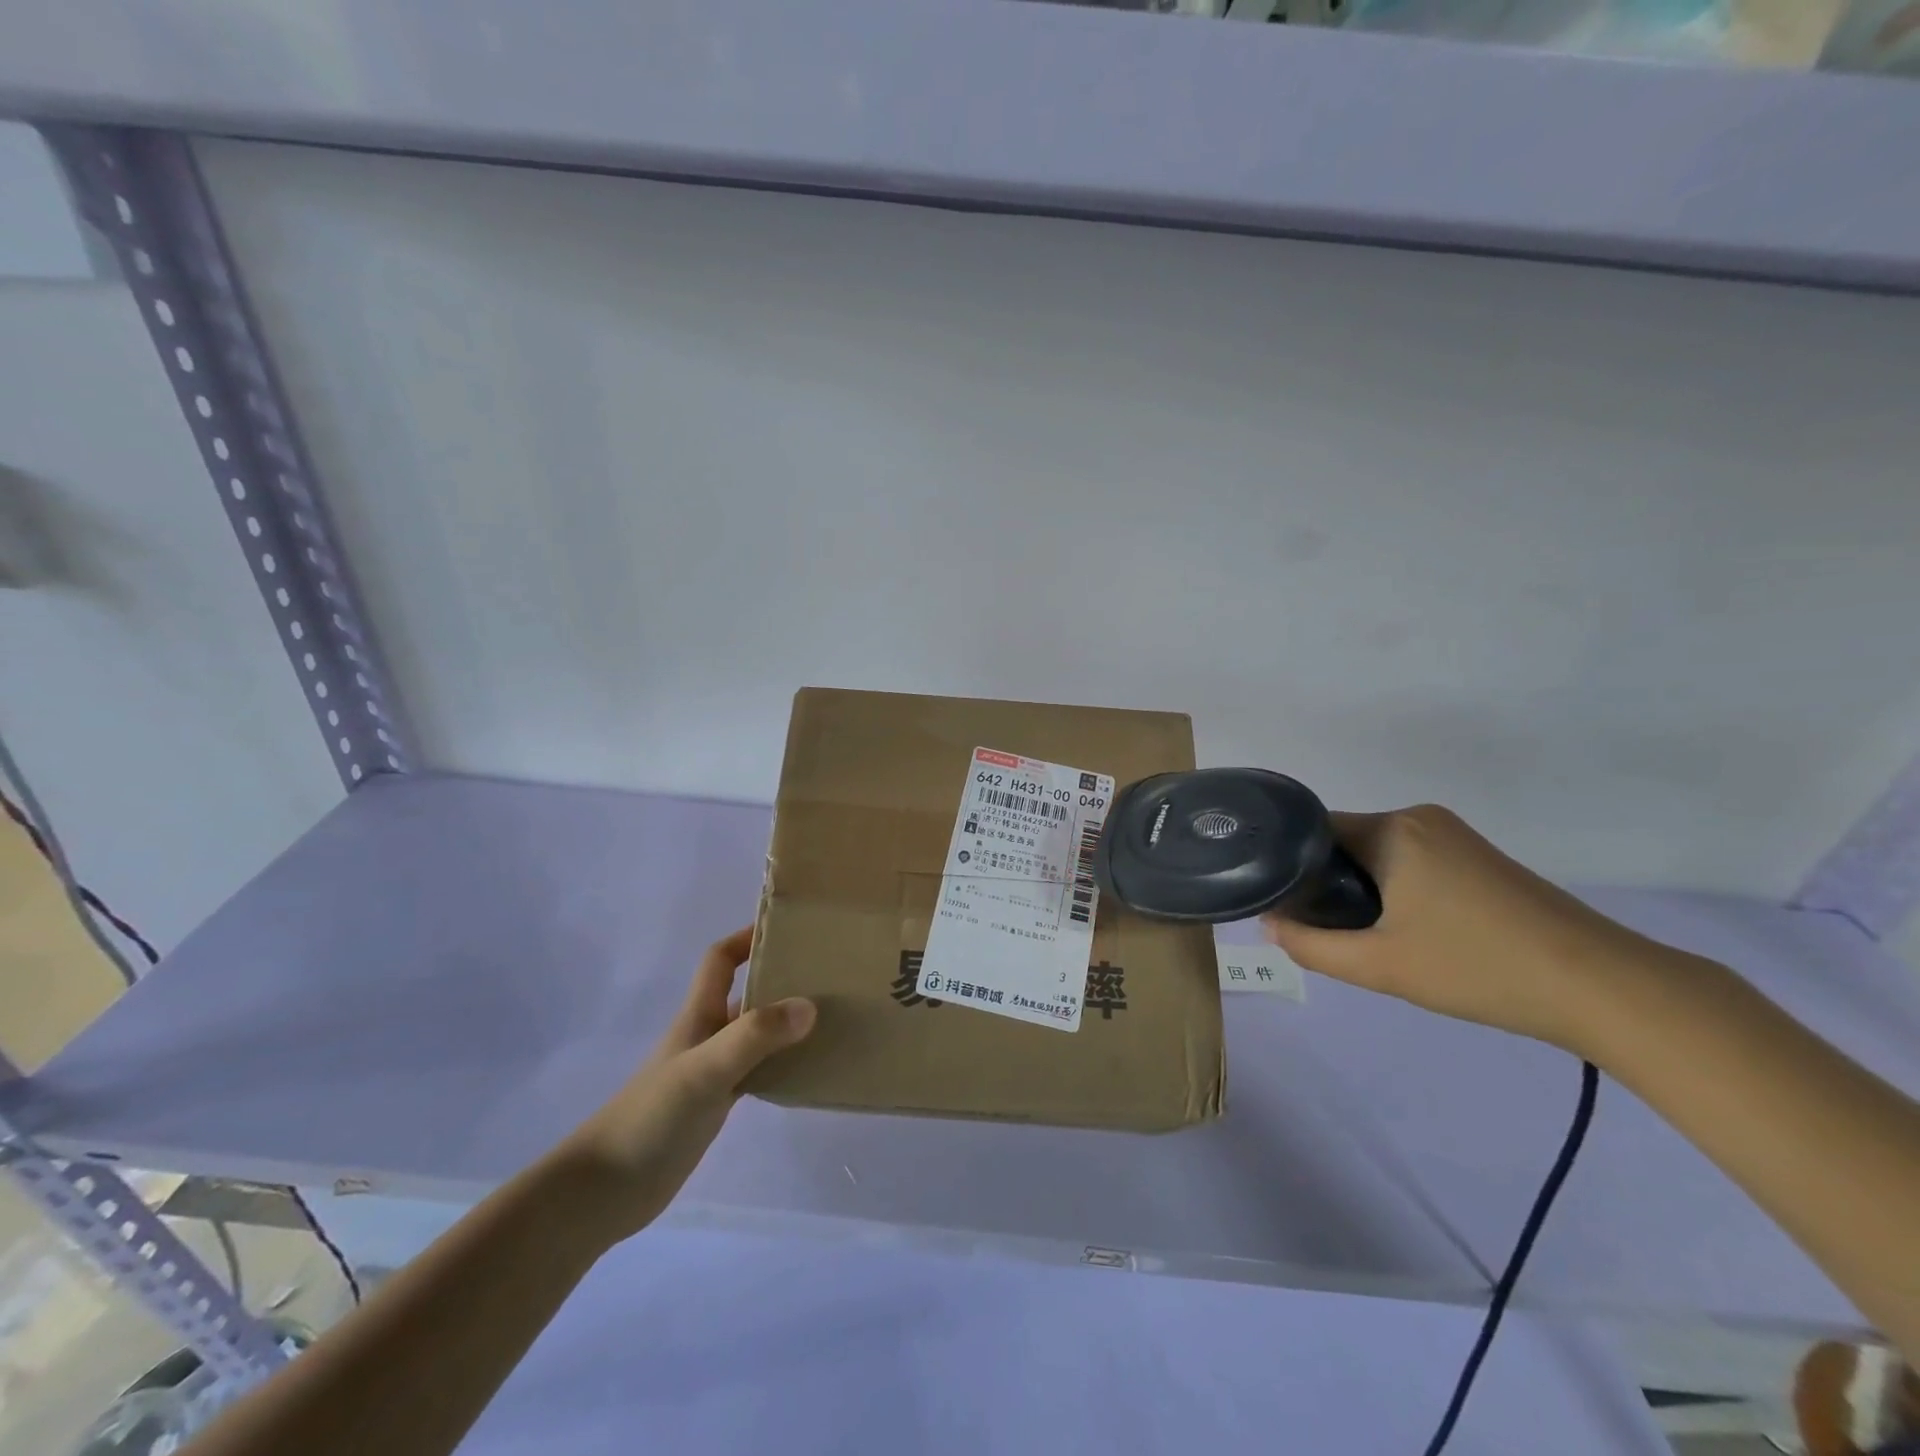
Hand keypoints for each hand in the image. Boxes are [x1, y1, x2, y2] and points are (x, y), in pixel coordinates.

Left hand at [553, 927, 815, 1244]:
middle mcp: (707, 1035)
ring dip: (787, 1024)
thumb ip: (754, 1036)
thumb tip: (809, 1005)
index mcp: (699, 1015)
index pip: (721, 960)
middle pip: (747, 994)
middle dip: (782, 979)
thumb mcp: (705, 1070)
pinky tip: (809, 1070)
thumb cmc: (651, 1117)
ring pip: (757, 1034)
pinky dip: (782, 1065)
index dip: (747, 937)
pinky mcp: (716, 1104)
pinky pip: (758, 1071)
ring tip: (832, 1018)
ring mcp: (712, 1071)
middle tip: (829, 975)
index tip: (788, 930)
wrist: (606, 1190)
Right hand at [1263, 805, 1664, 1054]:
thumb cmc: (1478, 968)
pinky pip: (1412, 862)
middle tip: (1325, 932)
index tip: (1281, 904)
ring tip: (1365, 937)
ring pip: (1379, 855)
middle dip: (1327, 883)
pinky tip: (1409, 932)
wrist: (1605, 988)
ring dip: (1362, 890)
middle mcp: (1420, 818)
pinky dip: (1395, 890)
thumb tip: (1271, 926)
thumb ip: (1312, 946)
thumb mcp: (1380, 966)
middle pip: (1345, 843)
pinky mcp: (1480, 858)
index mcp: (1392, 829)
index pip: (1313, 832)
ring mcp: (1455, 836)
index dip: (1289, 866)